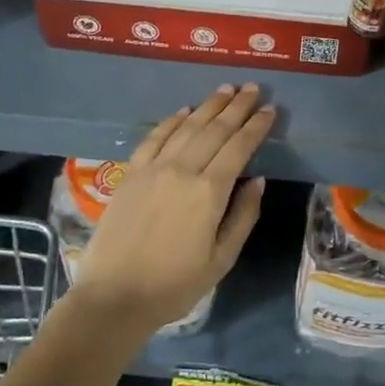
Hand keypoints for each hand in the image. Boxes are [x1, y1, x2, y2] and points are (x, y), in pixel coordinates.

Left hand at [69, 83, 274, 333]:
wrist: (113, 298)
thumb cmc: (174, 285)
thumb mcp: (221, 259)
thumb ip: (243, 216)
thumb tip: (257, 179)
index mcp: (210, 192)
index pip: (239, 147)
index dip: (256, 126)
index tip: (270, 109)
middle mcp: (183, 170)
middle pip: (215, 129)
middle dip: (237, 107)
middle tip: (253, 88)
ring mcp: (154, 168)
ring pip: (187, 127)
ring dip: (209, 106)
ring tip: (226, 90)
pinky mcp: (131, 173)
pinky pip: (155, 137)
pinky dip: (172, 120)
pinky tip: (185, 110)